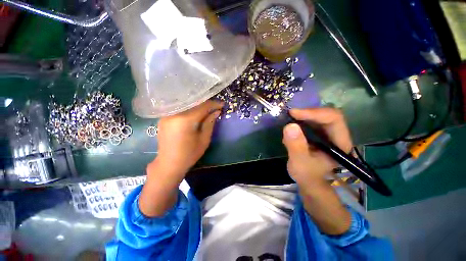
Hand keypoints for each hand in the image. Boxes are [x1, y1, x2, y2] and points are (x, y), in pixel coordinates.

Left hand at [154, 100, 222, 176]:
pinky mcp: (164, 118)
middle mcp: (174, 113)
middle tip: (216, 107)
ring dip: (198, 106)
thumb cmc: (189, 154)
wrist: (169, 164)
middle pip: (194, 103)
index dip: (214, 104)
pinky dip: (189, 109)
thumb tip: (216, 111)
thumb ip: (210, 123)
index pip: (203, 106)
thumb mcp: (204, 139)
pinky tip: (195, 113)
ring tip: (207, 110)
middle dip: (206, 104)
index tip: (222, 105)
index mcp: (185, 120)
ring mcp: (167, 115)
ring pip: (186, 105)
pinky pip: (180, 109)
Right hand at [282, 108, 352, 187]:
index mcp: (340, 143)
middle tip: (290, 115)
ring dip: (302, 118)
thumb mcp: (299, 162)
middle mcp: (336, 135)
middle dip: (307, 113)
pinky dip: (299, 122)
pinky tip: (291, 131)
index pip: (333, 118)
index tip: (294, 113)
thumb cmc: (307, 174)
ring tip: (289, 124)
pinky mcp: (317, 134)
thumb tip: (290, 125)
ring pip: (317, 117)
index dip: (314, 113)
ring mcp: (327, 134)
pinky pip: (309, 122)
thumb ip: (296, 146)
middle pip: (326, 114)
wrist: (308, 180)